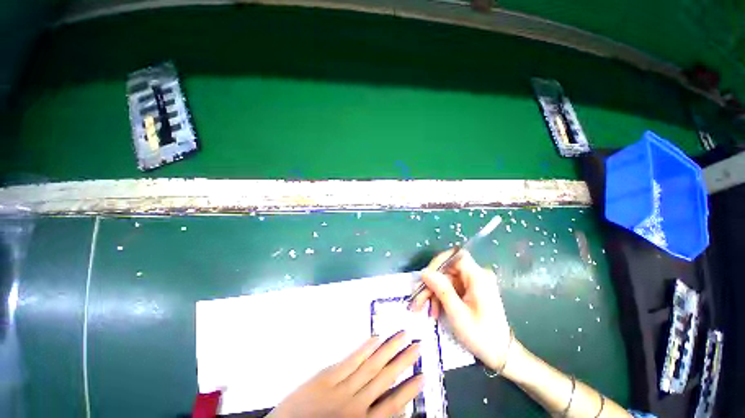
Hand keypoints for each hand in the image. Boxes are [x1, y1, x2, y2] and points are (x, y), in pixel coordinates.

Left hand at [269, 332, 422, 417]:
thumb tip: (393, 408)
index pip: (392, 404)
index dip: (409, 390)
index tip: (423, 375)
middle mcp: (356, 404)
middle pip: (385, 378)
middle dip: (403, 361)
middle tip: (417, 345)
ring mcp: (342, 388)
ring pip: (371, 365)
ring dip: (389, 350)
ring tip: (402, 336)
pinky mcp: (327, 377)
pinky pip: (350, 361)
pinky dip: (365, 349)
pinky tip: (376, 338)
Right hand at [410, 249, 511, 370]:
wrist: (500, 353)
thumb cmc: (481, 336)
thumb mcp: (458, 314)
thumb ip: (442, 290)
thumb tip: (425, 272)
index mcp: (478, 278)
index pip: (456, 256)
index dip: (439, 262)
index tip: (426, 277)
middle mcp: (476, 276)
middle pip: (447, 270)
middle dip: (431, 283)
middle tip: (418, 299)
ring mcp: (473, 283)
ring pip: (446, 279)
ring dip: (433, 292)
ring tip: (423, 308)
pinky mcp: (470, 290)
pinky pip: (450, 287)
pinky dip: (440, 297)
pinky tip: (435, 310)